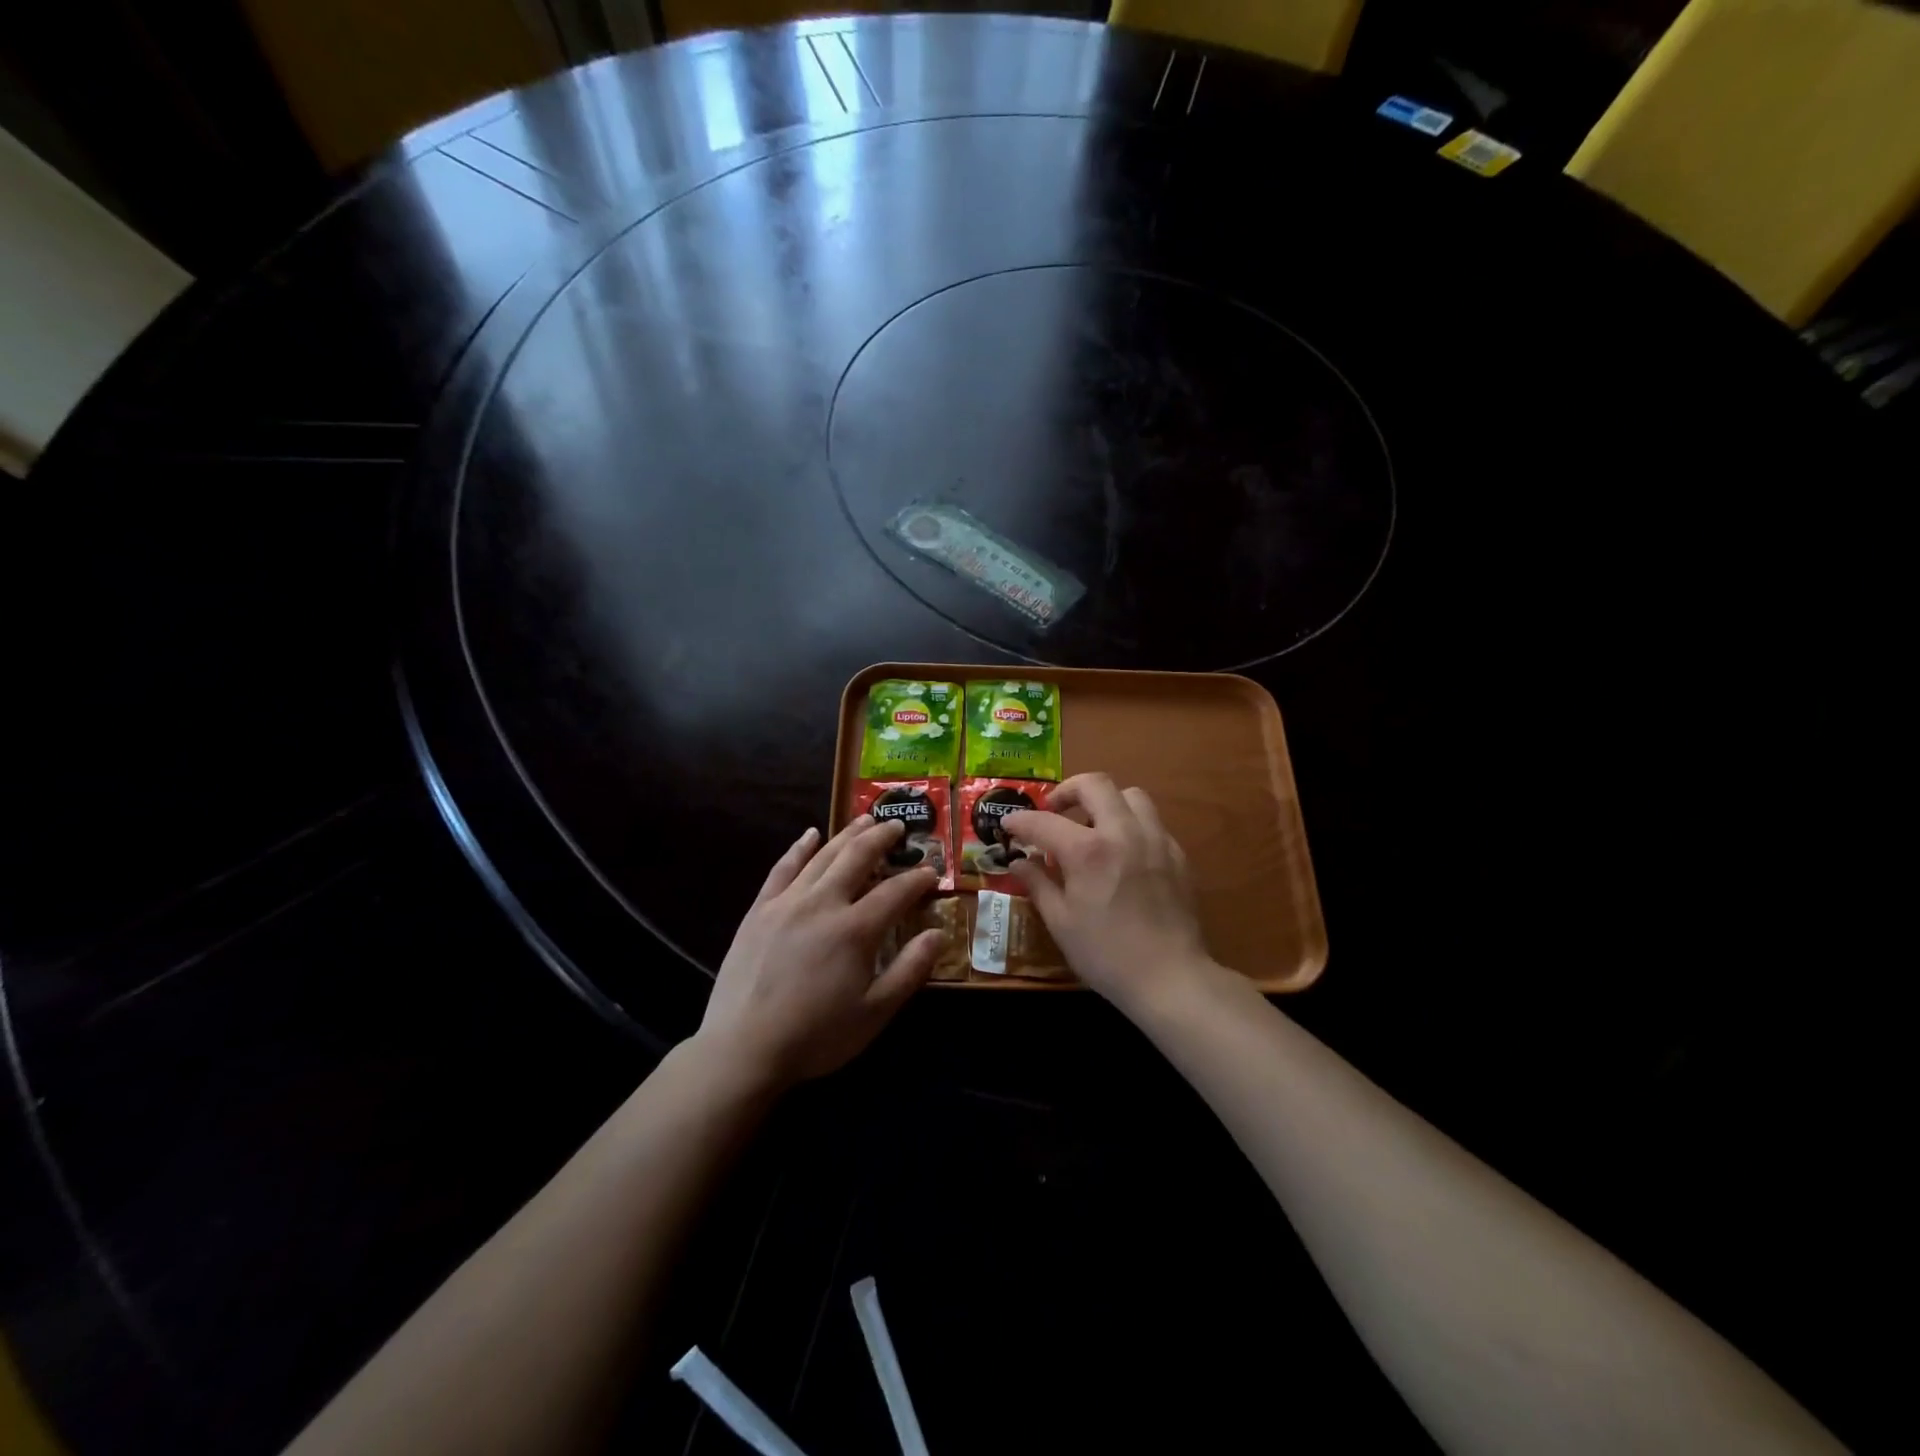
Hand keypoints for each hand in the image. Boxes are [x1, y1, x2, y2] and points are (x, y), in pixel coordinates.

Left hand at [696, 816, 940, 1092]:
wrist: (743, 1048)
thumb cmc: (816, 1035)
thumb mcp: (874, 1013)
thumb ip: (910, 970)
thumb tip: (939, 933)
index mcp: (855, 929)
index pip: (895, 892)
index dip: (917, 879)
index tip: (931, 872)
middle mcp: (823, 903)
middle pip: (858, 857)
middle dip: (882, 838)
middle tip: (898, 826)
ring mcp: (787, 902)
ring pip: (823, 855)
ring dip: (847, 834)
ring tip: (865, 819)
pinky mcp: (760, 910)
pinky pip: (783, 868)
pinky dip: (799, 848)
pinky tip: (810, 835)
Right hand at [1003, 774, 1215, 1013]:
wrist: (1170, 978)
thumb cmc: (1106, 954)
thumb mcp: (1061, 922)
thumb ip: (1038, 883)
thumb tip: (1018, 862)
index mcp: (1088, 851)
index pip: (1044, 821)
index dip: (1020, 820)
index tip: (1008, 824)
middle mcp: (1123, 833)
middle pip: (1095, 784)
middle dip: (1067, 791)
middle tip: (1053, 811)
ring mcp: (1155, 840)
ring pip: (1130, 795)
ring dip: (1105, 802)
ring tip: (1092, 827)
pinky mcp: (1177, 854)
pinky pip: (1151, 822)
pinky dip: (1130, 825)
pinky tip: (1121, 854)